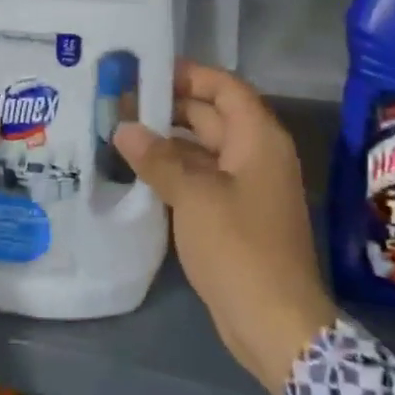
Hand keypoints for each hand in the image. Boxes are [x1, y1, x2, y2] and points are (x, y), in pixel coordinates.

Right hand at [114, 63, 335, 394]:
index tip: (146, 70)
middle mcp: (256, 154)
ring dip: (167, 141)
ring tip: (120, 132)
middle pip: (211, 115)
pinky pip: (202, 178)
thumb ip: (159, 158)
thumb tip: (123, 129)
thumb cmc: (240, 247)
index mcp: (258, 138)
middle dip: (169, 107)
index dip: (189, 75)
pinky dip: (174, 170)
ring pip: (203, 149)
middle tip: (120, 101)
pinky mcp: (234, 214)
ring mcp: (246, 186)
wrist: (275, 323)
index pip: (224, 87)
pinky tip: (138, 172)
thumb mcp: (195, 196)